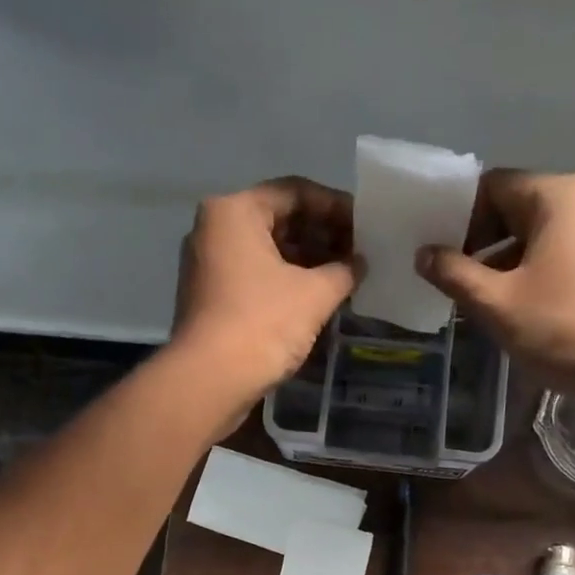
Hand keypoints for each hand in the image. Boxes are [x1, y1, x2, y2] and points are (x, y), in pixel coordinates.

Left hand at [170, 177, 356, 407]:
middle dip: (322, 236)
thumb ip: (344, 270)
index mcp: (234, 211)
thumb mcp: (315, 294)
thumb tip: (359, 263)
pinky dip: (285, 282)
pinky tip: (316, 299)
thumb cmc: (262, 325)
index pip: (296, 192)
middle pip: (278, 220)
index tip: (367, 227)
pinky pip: (254, 277)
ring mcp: (207, 265)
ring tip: (344, 278)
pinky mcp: (209, 298)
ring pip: (266, 251)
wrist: (210, 382)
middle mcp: (214, 229)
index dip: (336, 207)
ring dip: (306, 262)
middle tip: (359, 254)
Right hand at [416, 170, 574, 390]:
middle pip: (516, 207)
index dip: (458, 216)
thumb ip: (454, 274)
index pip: (493, 186)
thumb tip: (424, 254)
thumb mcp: (496, 302)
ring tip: (475, 299)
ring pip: (537, 234)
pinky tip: (513, 307)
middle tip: (449, 277)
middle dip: (478, 241)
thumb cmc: (563, 327)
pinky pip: (559, 253)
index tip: (435, 252)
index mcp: (558, 195)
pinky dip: (530, 271)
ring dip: (501, 261)